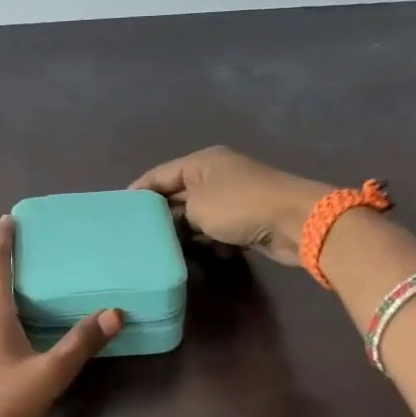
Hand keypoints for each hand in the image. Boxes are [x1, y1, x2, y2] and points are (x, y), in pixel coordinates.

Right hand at [131, 147, 331, 266]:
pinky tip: (200, 254)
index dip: (139, 191)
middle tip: (138, 236)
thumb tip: (171, 220)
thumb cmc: (239, 206)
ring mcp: (234, 196)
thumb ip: (175, 212)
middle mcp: (217, 174)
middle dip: (162, 215)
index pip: (160, 174)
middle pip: (179, 194)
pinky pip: (217, 229)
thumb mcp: (197, 207)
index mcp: (202, 162)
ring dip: (185, 232)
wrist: (295, 222)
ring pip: (198, 215)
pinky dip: (208, 240)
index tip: (119, 211)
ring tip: (163, 250)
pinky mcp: (247, 219)